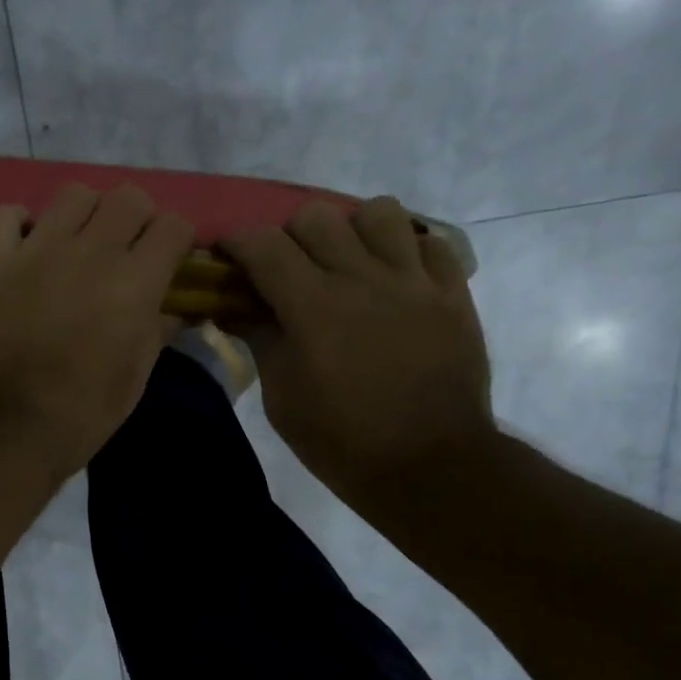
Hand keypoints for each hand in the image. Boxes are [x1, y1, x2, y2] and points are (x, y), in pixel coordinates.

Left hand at [0, 184, 194, 477]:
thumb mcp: (134, 379)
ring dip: (84, 215)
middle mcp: (90, 252)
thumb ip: (157, 331)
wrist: (3, 428)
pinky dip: (18, 224)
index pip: (174, 227)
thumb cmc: (80, 414)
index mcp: (134, 283)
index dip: (175, 242)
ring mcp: (35, 249)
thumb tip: (172, 307)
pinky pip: (6, 213)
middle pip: (128, 198)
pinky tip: (23, 247)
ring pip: (74, 194)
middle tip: (123, 252)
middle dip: (136, 220)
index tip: (167, 261)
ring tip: (74, 246)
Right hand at [222, 196, 493, 515]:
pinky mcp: (452, 294)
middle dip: (289, 237)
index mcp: (313, 307)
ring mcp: (414, 282)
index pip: (263, 245)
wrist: (428, 466)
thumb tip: (233, 307)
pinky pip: (429, 242)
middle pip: (315, 217)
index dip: (237, 243)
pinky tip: (393, 280)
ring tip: (347, 263)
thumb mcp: (281, 397)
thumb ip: (259, 339)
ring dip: (352, 231)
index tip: (228, 258)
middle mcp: (362, 279)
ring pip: (379, 212)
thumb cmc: (340, 440)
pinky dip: (405, 251)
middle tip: (287, 270)